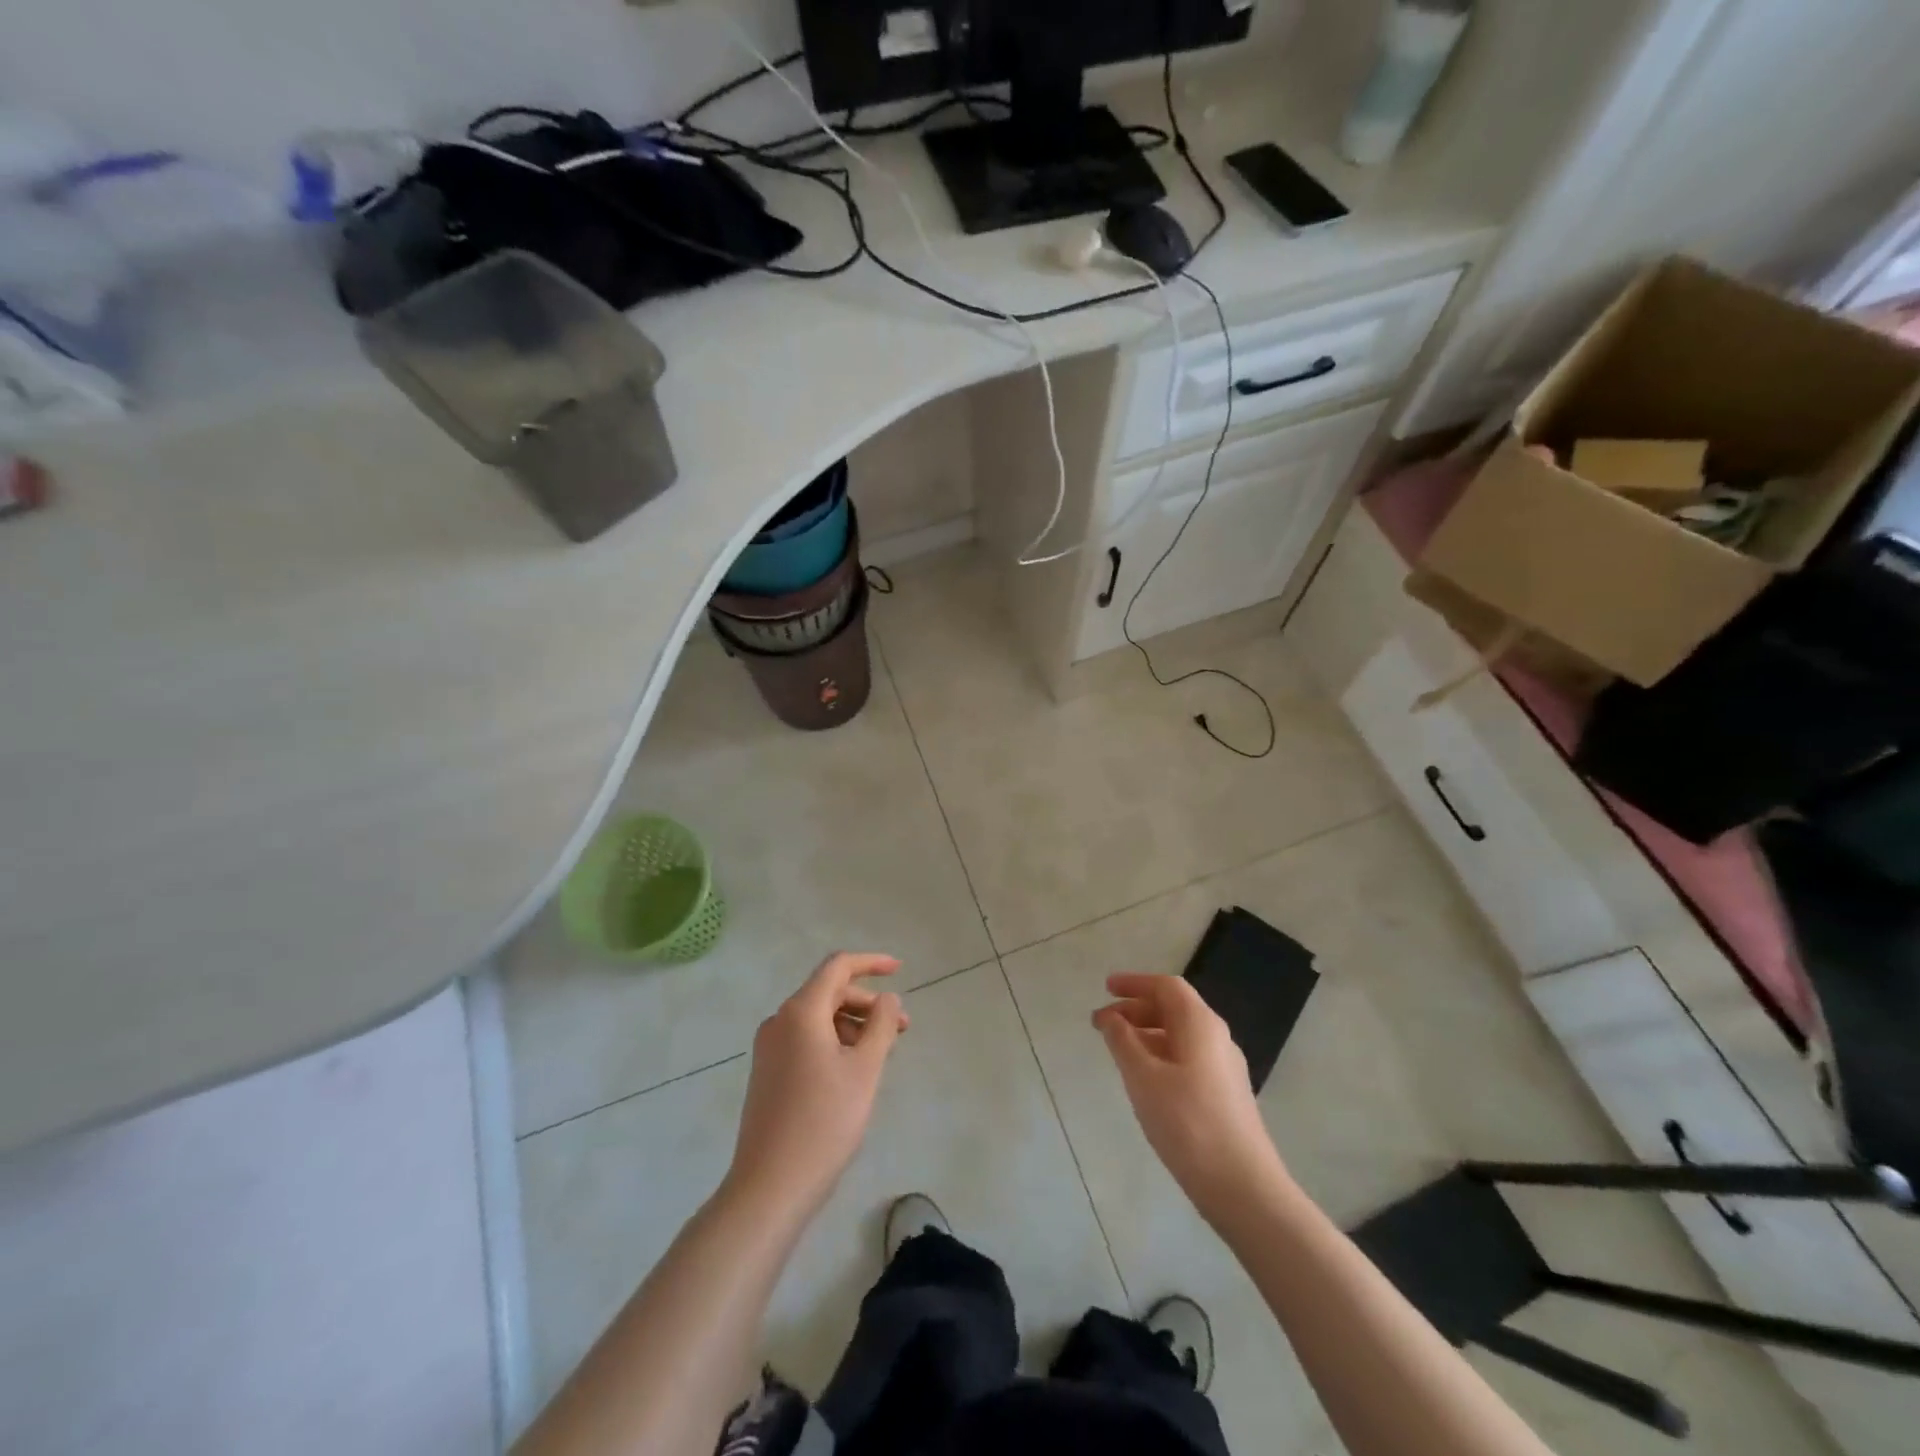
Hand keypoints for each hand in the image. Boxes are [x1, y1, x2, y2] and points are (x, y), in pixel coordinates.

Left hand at [726, 953, 908, 1220]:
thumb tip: (887, 998)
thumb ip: (881, 1025)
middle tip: (902, 1028)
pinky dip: (834, 1042)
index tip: (900, 970)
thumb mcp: (865, 1069)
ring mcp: (769, 1048)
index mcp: (800, 1012)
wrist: (770, 1185)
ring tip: (883, 1052)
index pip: (838, 967)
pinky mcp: (768, 1072)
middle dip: (868, 1004)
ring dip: (853, 1025)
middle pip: (829, 993)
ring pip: (818, 1018)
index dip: (871, 963)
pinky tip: (854, 1069)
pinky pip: (806, 1039)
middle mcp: (779, 1021)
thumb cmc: (824, 1121)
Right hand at [1094, 973, 1285, 1217]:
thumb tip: (1110, 1017)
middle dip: (1135, 1009)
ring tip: (1117, 1050)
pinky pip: (1187, 1058)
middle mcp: (1217, 1037)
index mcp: (1200, 1024)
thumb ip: (1123, 1041)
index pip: (1166, 987)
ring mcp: (1224, 1067)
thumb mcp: (1143, 1078)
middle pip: (1174, 1009)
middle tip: (1102, 1023)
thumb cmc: (1188, 1123)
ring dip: (1146, 1034)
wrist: (1243, 1187)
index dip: (1134, 983)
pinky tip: (1144, 1079)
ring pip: (1180, 1035)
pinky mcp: (1225, 1094)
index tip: (1105, 988)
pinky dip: (1160, 1055)